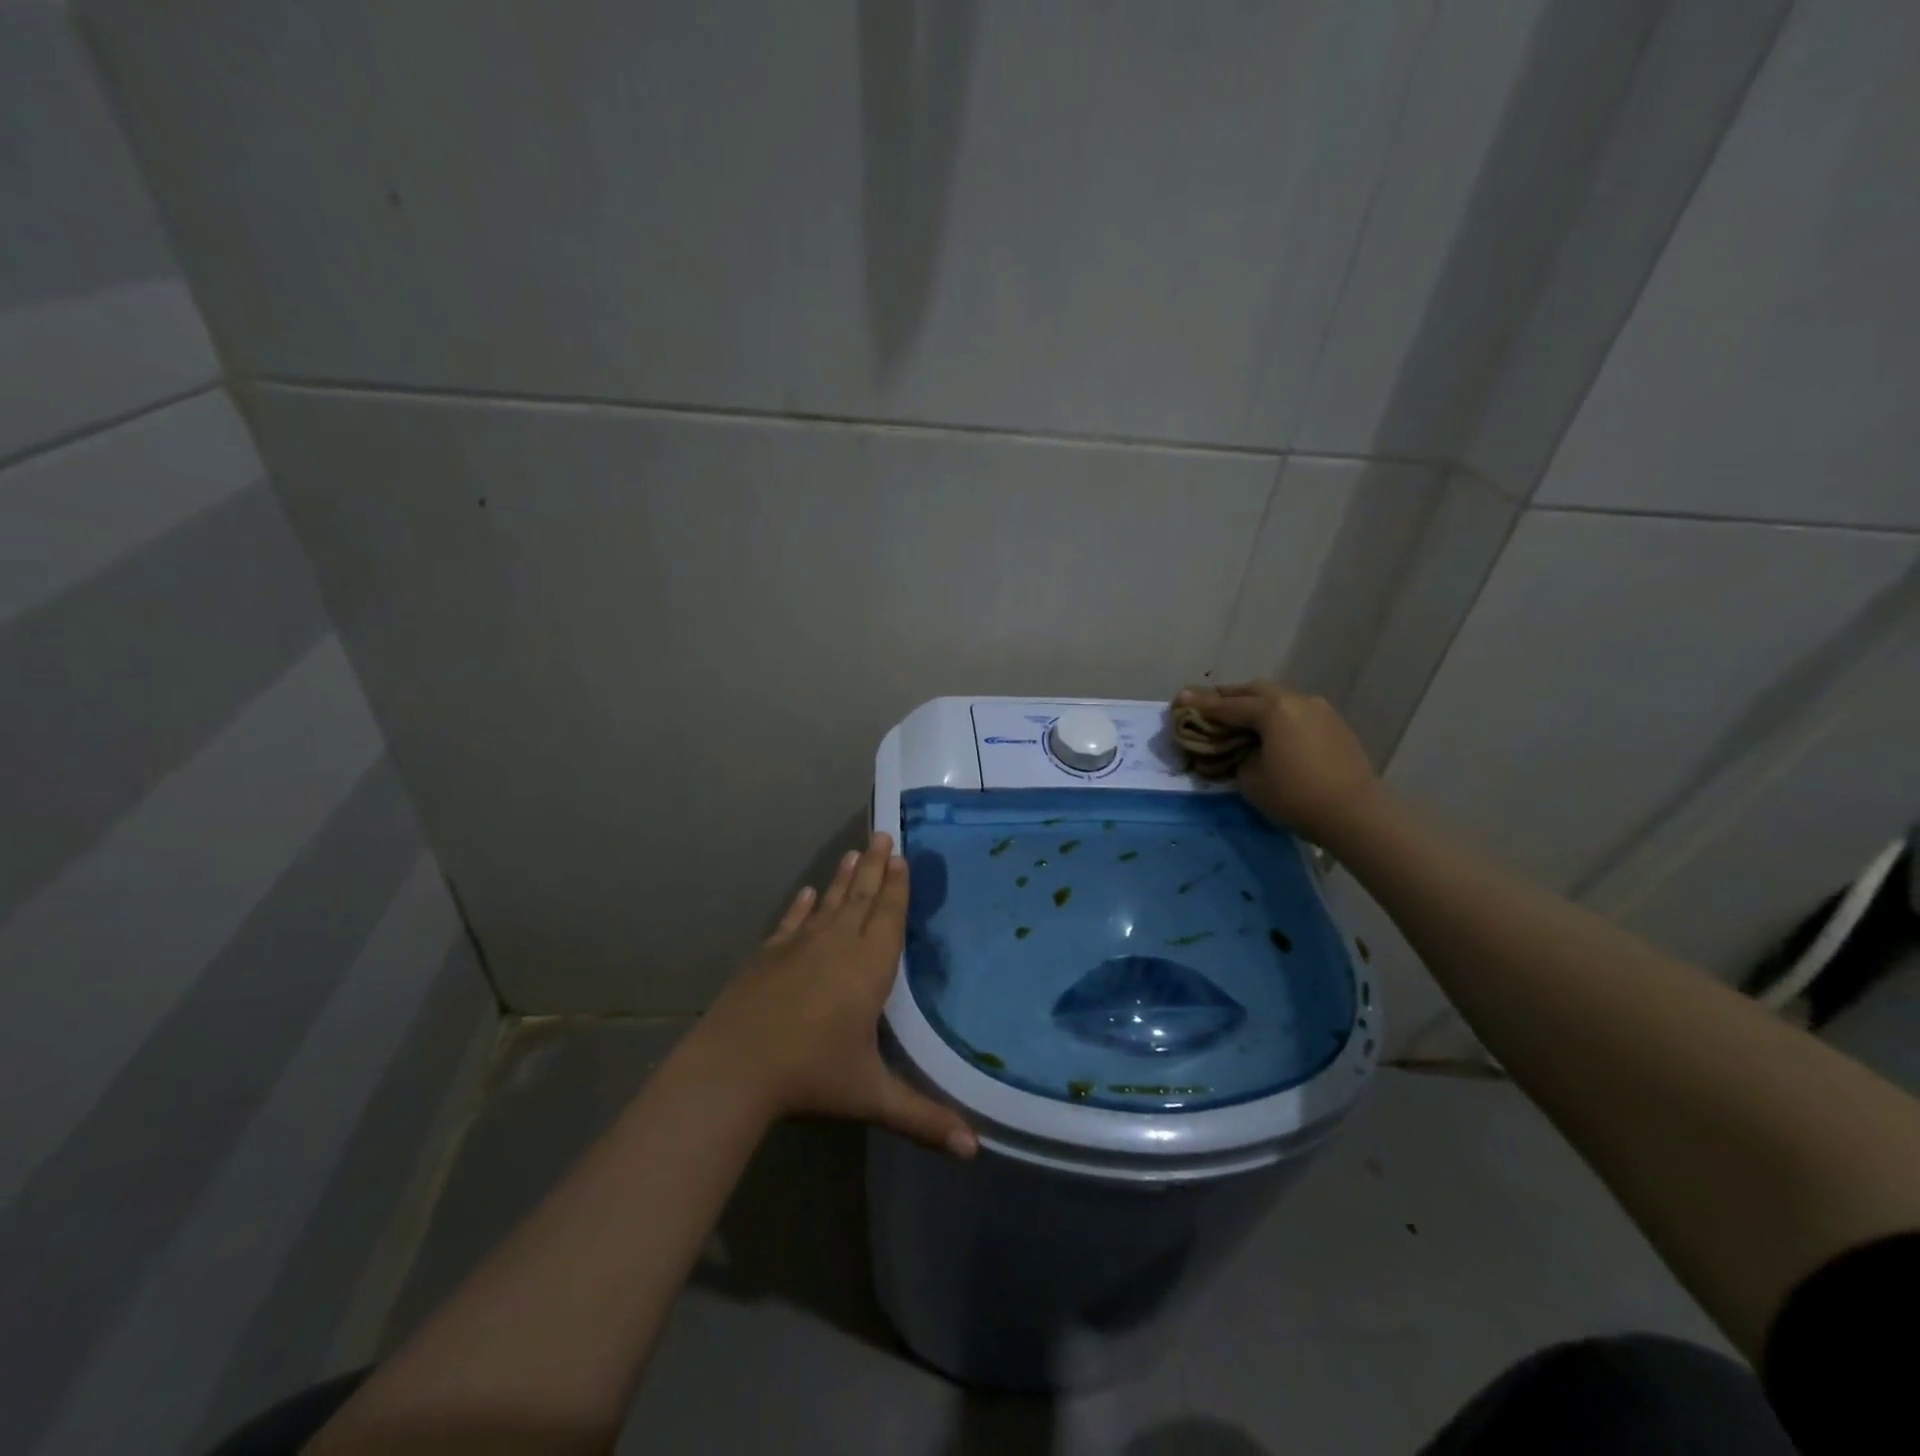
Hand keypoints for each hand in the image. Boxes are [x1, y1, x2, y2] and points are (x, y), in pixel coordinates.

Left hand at [694, 833, 977, 1157]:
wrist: (734, 1067)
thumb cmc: (811, 1076)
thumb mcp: (871, 1096)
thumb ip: (923, 1117)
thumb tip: (974, 1151)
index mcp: (869, 967)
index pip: (888, 916)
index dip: (897, 886)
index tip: (901, 856)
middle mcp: (838, 944)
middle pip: (862, 897)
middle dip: (876, 866)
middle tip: (883, 834)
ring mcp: (799, 945)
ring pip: (829, 901)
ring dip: (844, 876)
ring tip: (856, 850)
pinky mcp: (769, 954)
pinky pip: (792, 921)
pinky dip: (802, 906)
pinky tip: (807, 892)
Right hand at [1176, 682, 1380, 844]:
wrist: (1356, 813)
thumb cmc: (1295, 797)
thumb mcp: (1250, 780)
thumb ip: (1236, 756)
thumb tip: (1239, 749)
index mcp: (1271, 710)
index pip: (1227, 706)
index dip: (1201, 704)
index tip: (1179, 698)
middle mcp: (1295, 700)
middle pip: (1254, 691)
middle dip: (1228, 697)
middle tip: (1208, 706)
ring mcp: (1319, 709)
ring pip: (1278, 698)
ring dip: (1255, 704)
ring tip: (1239, 718)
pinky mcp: (1334, 724)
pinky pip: (1296, 711)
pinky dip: (1277, 716)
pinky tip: (1271, 732)